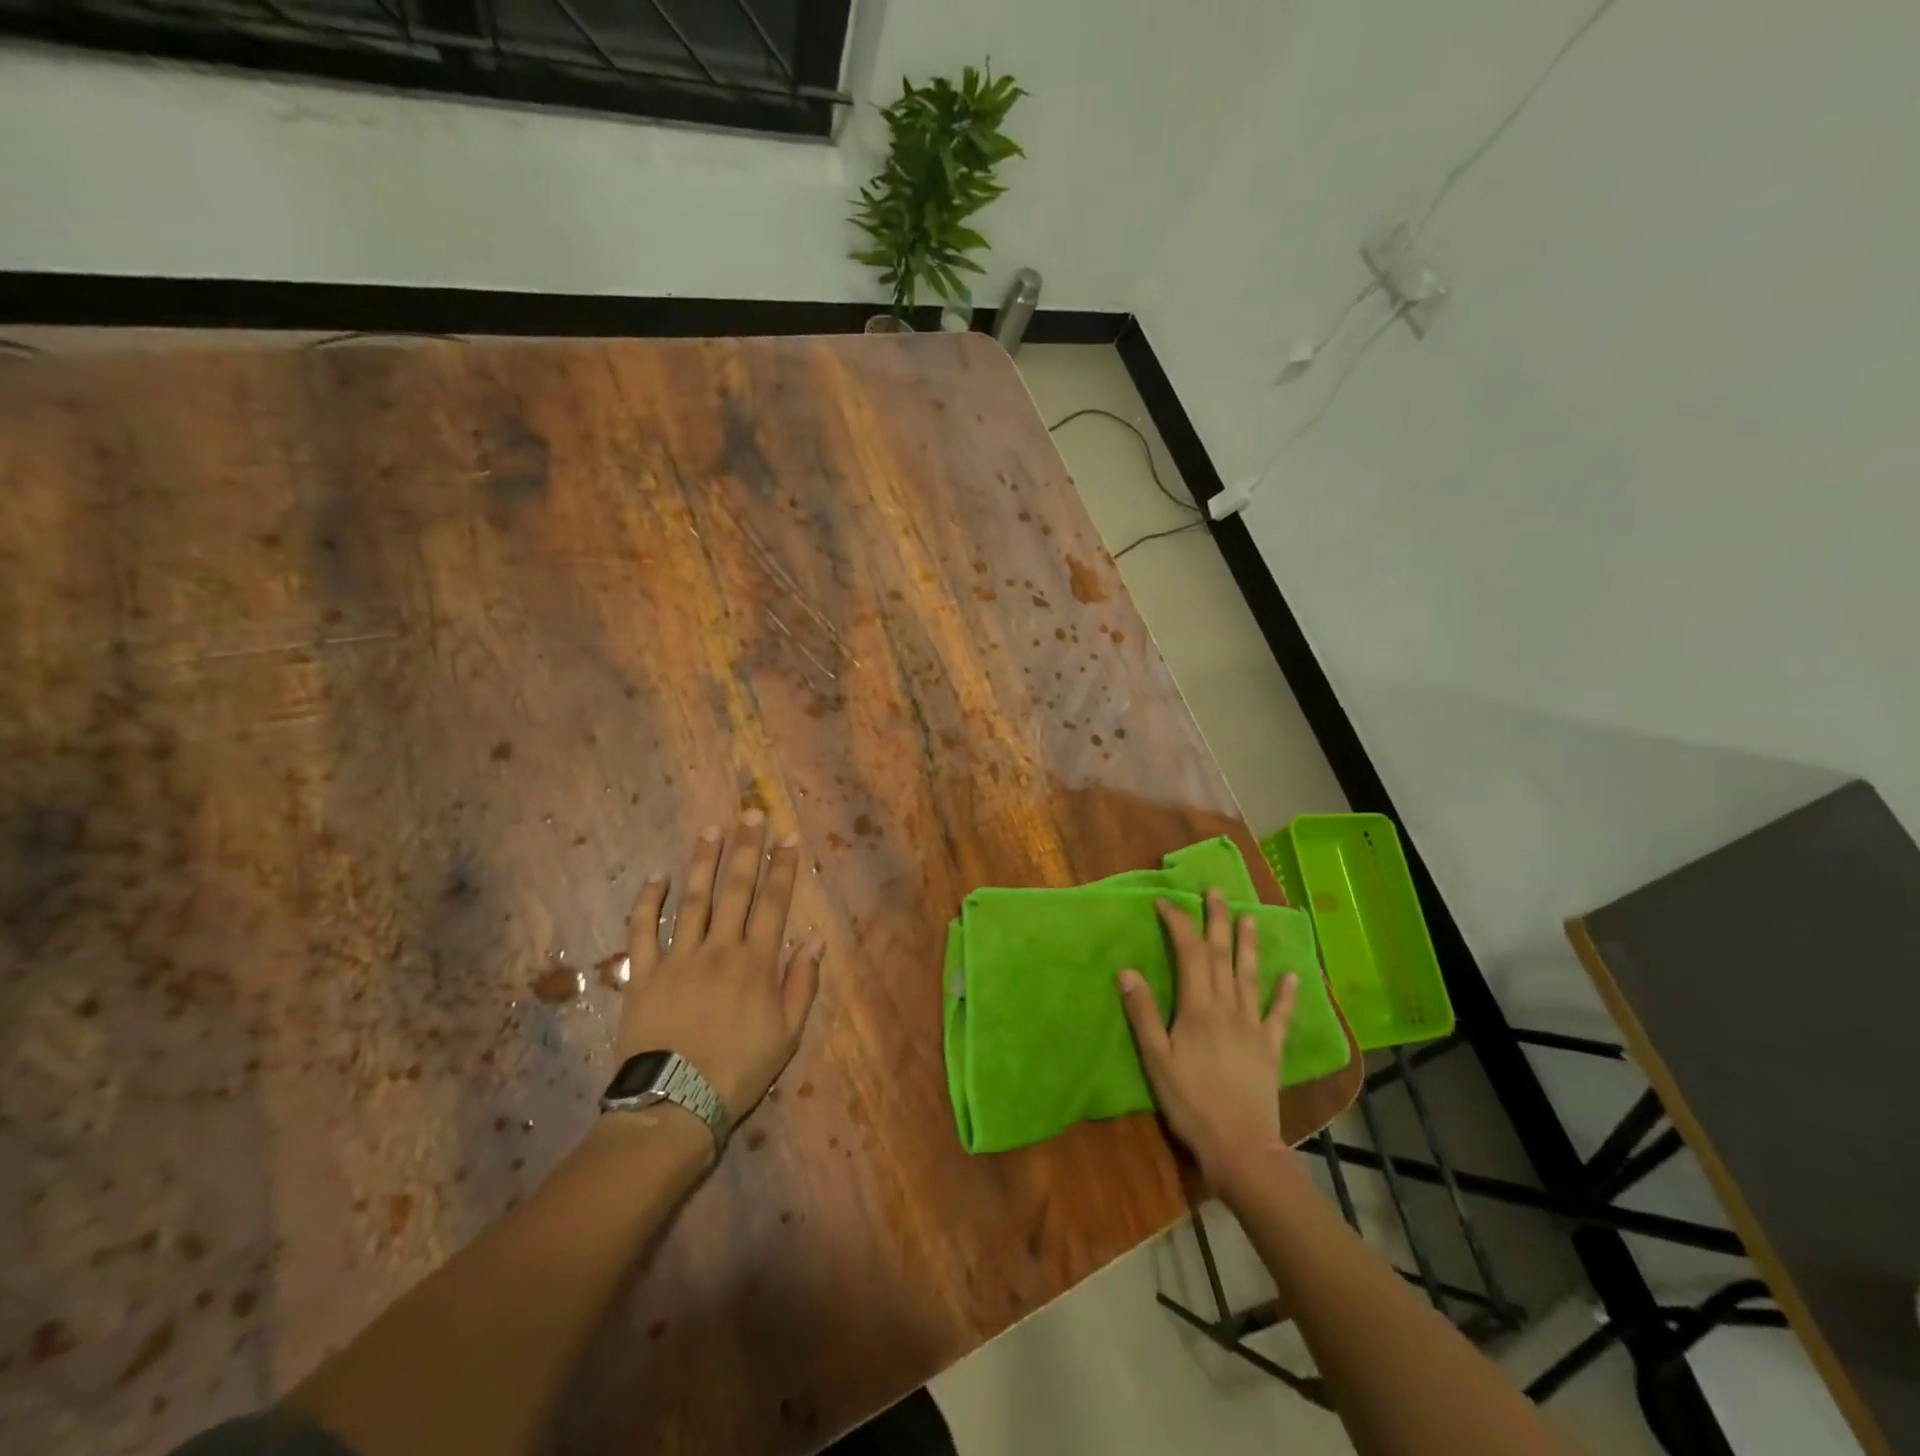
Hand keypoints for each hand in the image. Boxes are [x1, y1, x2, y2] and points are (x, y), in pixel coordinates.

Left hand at [615, 813, 825, 1144]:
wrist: (675, 1104)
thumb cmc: (739, 1070)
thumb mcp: (787, 1033)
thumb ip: (801, 984)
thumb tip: (814, 941)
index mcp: (756, 962)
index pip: (774, 903)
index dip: (783, 868)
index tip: (788, 838)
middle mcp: (720, 949)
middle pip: (737, 890)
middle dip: (747, 849)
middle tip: (751, 814)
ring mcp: (679, 958)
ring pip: (693, 899)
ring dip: (703, 862)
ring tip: (711, 831)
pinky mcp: (644, 974)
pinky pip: (643, 930)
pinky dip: (648, 901)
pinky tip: (655, 876)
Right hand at [1117, 889, 1297, 1186]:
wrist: (1240, 1147)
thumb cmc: (1191, 1102)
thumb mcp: (1156, 1060)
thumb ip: (1143, 1013)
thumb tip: (1127, 971)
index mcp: (1198, 1008)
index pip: (1189, 953)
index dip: (1178, 924)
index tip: (1165, 903)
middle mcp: (1228, 1008)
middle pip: (1223, 956)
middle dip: (1217, 921)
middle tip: (1216, 891)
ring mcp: (1253, 1027)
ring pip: (1250, 977)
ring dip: (1249, 945)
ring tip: (1250, 917)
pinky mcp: (1270, 1049)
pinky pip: (1280, 1016)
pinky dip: (1286, 995)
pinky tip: (1292, 977)